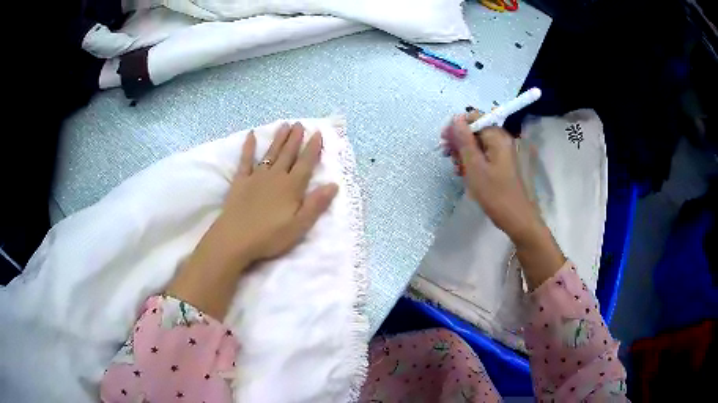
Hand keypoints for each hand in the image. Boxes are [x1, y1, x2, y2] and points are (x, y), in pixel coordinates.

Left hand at [199, 122, 338, 265]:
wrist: (235, 239)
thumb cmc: (269, 236)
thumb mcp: (299, 226)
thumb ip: (316, 204)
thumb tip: (333, 185)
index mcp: (291, 187)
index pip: (305, 163)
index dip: (313, 148)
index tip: (317, 133)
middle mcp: (275, 176)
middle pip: (288, 154)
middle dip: (295, 138)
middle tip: (299, 124)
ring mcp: (256, 177)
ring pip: (271, 153)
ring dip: (278, 139)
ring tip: (284, 125)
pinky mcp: (240, 181)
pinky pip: (245, 160)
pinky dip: (248, 147)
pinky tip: (251, 135)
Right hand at [449, 115, 539, 242]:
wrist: (516, 218)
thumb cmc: (495, 193)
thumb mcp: (474, 166)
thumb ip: (464, 140)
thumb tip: (456, 118)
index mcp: (497, 136)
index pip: (474, 117)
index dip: (456, 127)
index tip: (444, 142)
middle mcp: (502, 139)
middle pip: (475, 130)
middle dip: (459, 141)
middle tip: (448, 157)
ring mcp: (503, 152)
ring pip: (477, 143)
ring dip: (464, 153)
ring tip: (457, 169)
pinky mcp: (502, 163)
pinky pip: (483, 155)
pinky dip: (472, 161)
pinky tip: (465, 173)